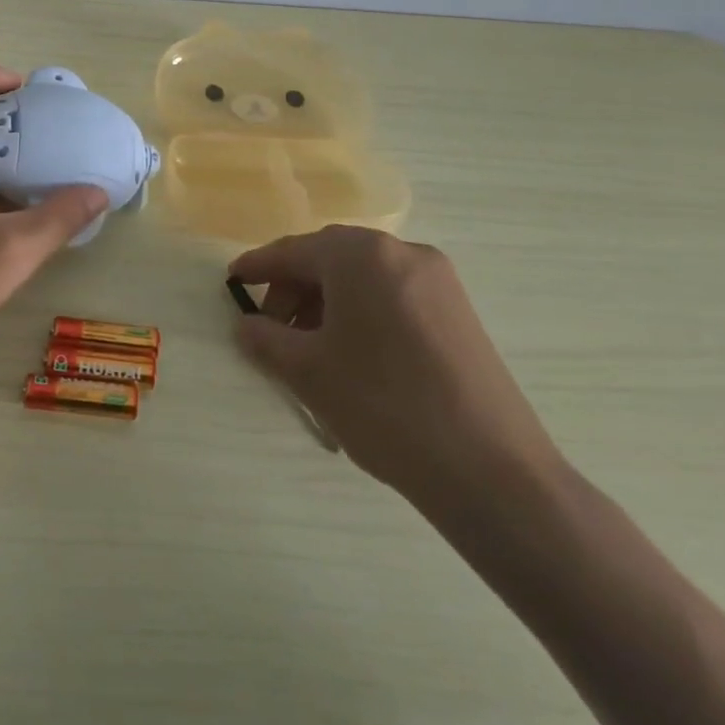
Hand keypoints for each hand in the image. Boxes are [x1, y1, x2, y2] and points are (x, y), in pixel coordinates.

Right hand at [231, 226, 562, 512]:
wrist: (493, 473)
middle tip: (271, 330)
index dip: (258, 267)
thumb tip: (246, 326)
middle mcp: (402, 253)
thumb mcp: (308, 372)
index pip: (294, 251)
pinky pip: (392, 296)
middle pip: (330, 259)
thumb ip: (266, 340)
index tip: (232, 282)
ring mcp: (438, 281)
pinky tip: (353, 354)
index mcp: (361, 255)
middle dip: (293, 289)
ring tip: (311, 349)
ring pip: (363, 278)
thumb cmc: (384, 406)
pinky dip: (362, 313)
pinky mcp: (459, 312)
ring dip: (327, 303)